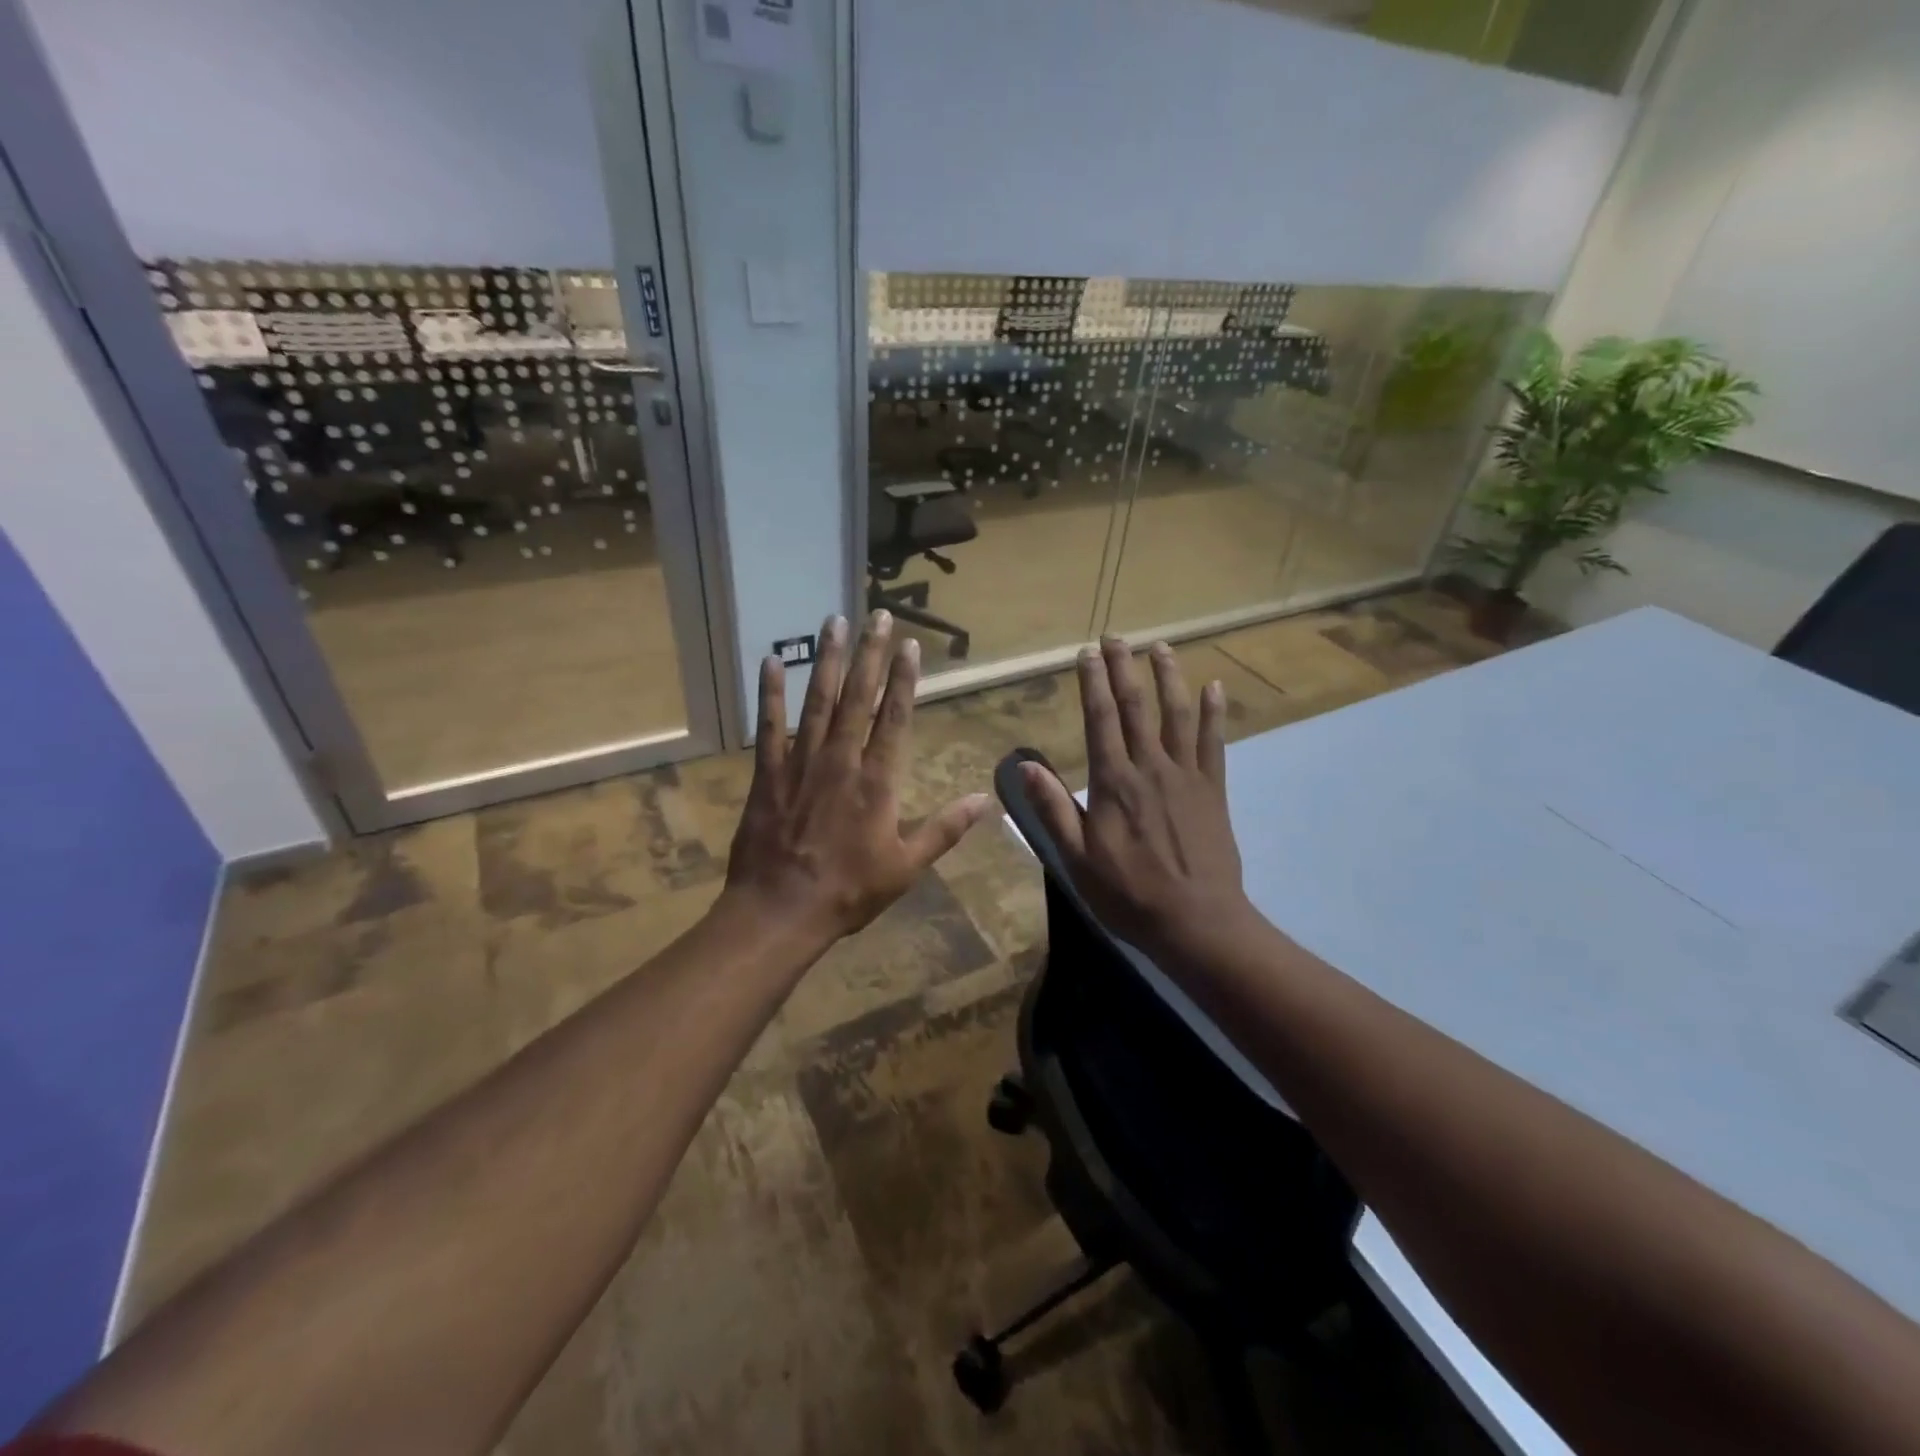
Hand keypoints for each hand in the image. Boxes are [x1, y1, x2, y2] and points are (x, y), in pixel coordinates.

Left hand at [724, 610, 992, 942]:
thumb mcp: (907, 866)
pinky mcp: (768, 773)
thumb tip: (985, 800)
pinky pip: (770, 726)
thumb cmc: (849, 891)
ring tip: (834, 621)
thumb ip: (945, 829)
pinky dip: (770, 693)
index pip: (895, 718)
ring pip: (818, 701)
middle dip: (869, 654)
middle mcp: (841, 760)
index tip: (908, 644)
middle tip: (876, 614)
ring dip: (828, 660)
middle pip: (858, 697)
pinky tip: (772, 661)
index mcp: (878, 781)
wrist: (780, 911)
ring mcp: (801, 763)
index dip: (903, 679)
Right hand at [1023, 638, 1253, 958]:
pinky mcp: (1213, 789)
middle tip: (1116, 636)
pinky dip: (1214, 712)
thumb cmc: (1129, 894)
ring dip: (1169, 677)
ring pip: (1178, 715)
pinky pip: (1214, 742)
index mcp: (1113, 782)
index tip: (1086, 653)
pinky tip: (1214, 687)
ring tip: (1161, 647)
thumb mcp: (1077, 858)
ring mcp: (1186, 775)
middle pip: (1136, 707)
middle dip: (1124, 668)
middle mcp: (1150, 767)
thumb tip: (1025, 765)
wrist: (1197, 922)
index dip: (1093, 683)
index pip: (1100, 720)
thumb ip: (1053, 809)